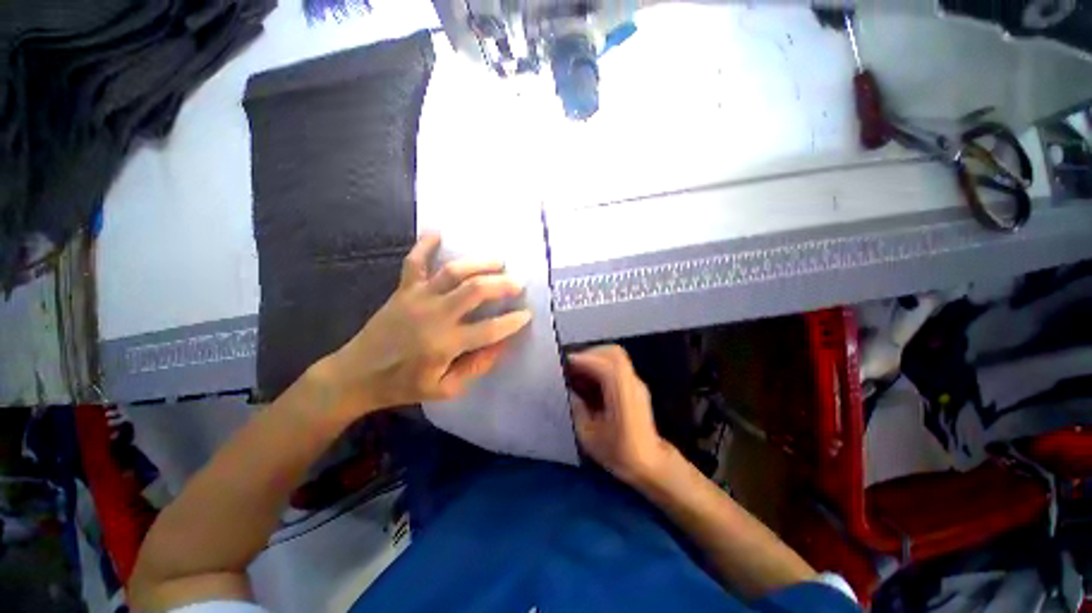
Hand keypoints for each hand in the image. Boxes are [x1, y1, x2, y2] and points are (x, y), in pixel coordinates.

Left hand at [315, 233, 531, 415]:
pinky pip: (414, 262)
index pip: (489, 330)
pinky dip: (425, 245)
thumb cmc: (403, 385)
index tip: (527, 314)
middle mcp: (435, 316)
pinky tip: (438, 233)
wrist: (356, 374)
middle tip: (518, 283)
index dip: (512, 321)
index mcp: (446, 344)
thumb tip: (502, 345)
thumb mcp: (445, 388)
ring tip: (498, 261)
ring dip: (479, 263)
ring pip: (453, 272)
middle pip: (475, 290)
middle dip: (502, 284)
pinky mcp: (403, 290)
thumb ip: (476, 367)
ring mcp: (417, 298)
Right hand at [567, 345, 673, 485]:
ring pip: (616, 356)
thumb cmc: (619, 453)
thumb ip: (577, 409)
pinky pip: (617, 365)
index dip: (585, 360)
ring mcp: (636, 383)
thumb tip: (570, 390)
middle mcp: (632, 384)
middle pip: (613, 353)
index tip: (566, 362)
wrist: (650, 463)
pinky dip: (601, 365)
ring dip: (595, 358)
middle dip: (589, 354)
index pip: (606, 366)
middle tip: (571, 365)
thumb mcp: (589, 436)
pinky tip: (589, 379)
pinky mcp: (635, 385)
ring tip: (578, 371)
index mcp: (623, 396)